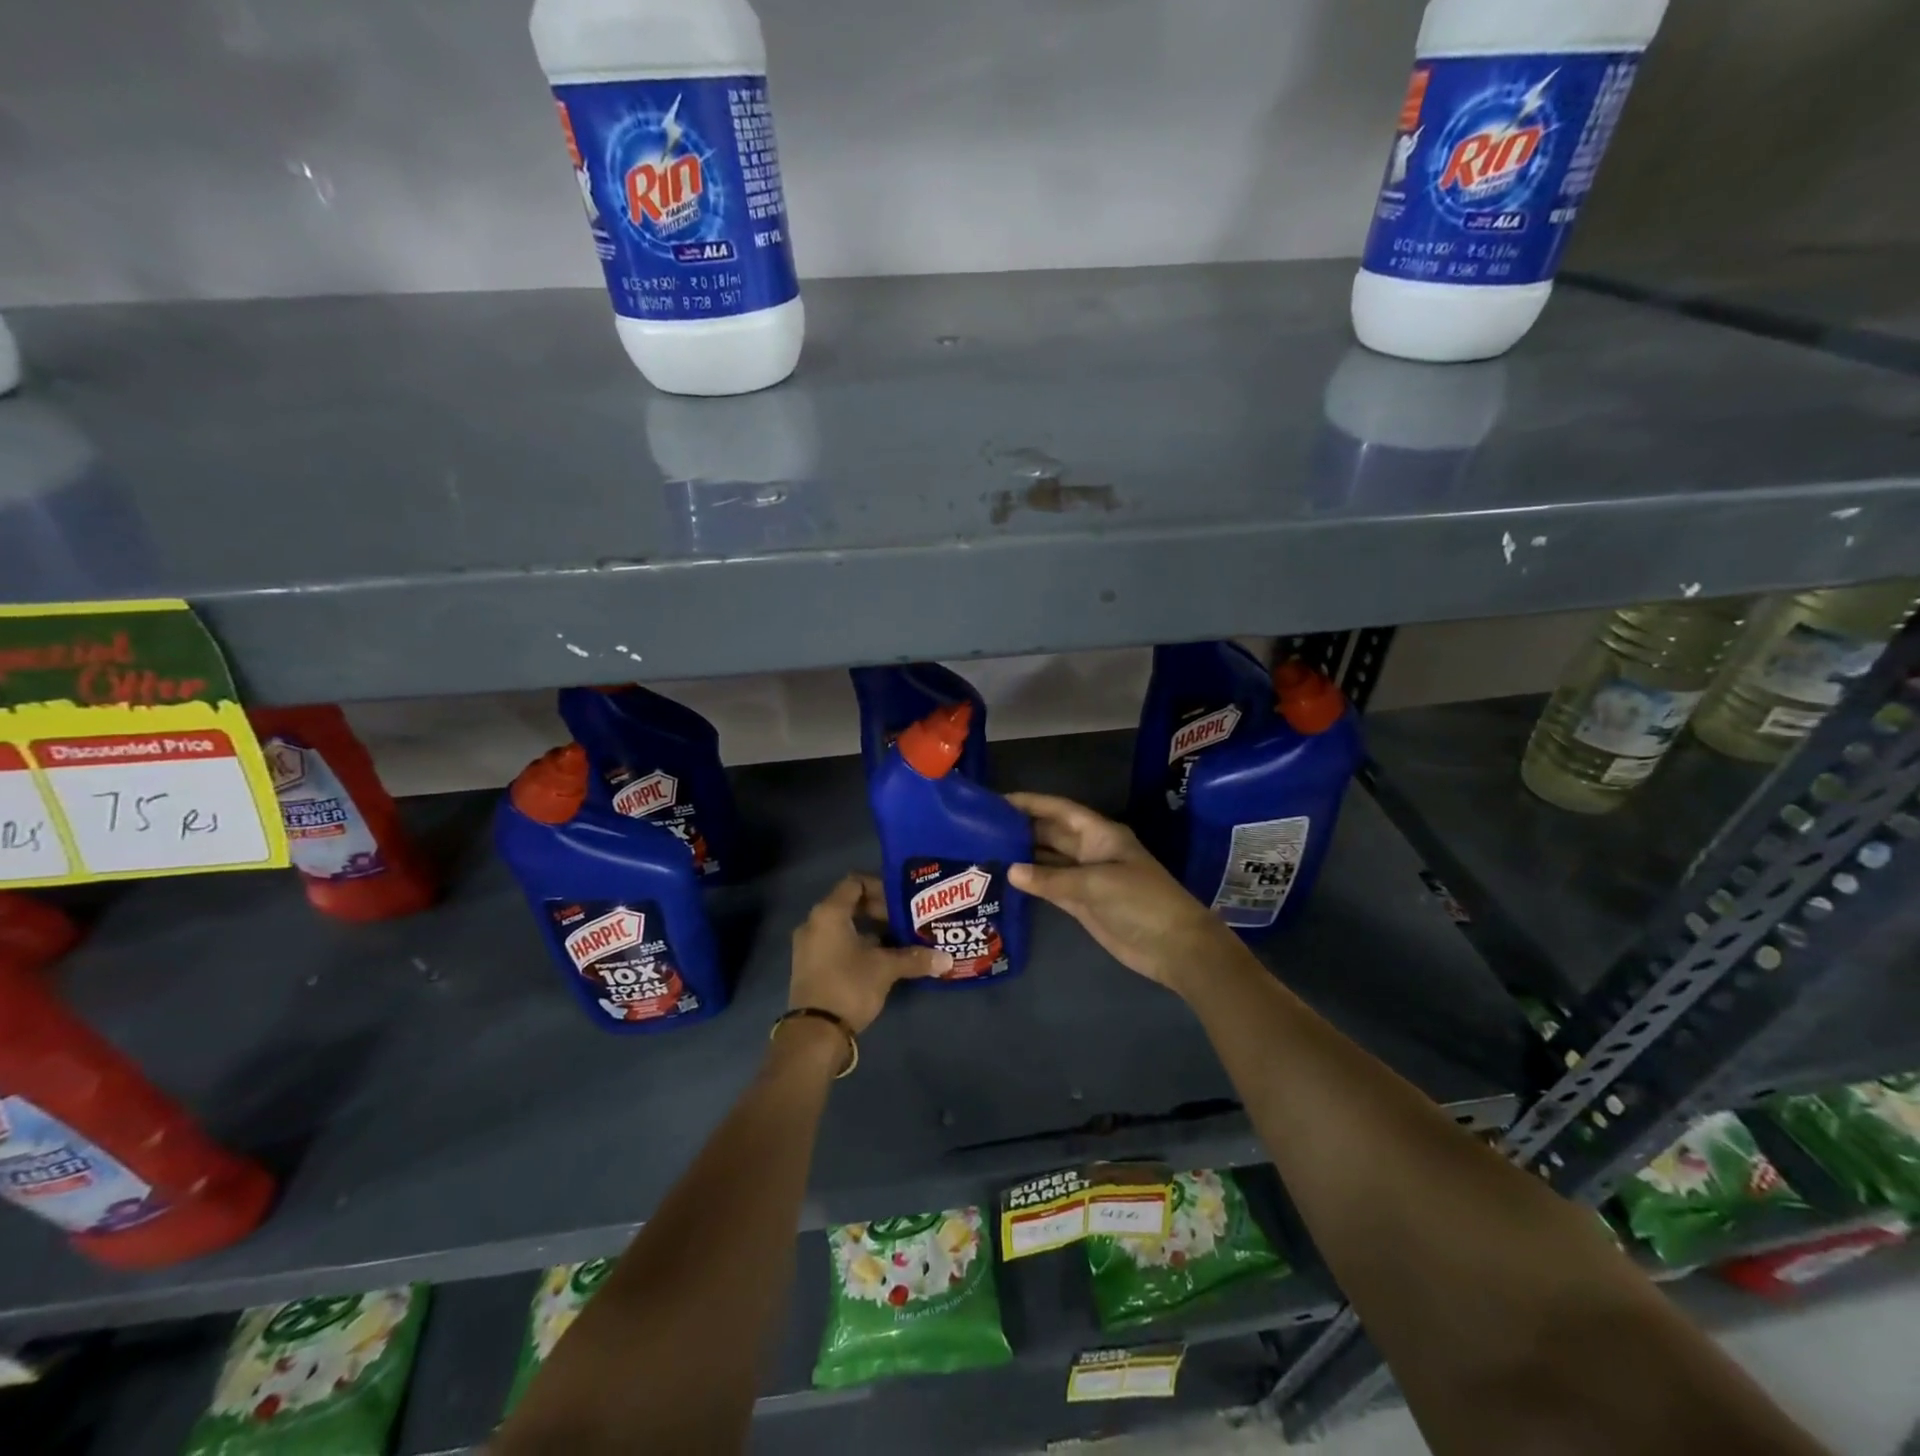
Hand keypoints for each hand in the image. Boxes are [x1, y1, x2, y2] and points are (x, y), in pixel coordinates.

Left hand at [789, 874, 949, 1032]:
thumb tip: (947, 958)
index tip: (902, 899)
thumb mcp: (886, 969)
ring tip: (898, 940)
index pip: (855, 882)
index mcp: (829, 913)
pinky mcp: (810, 966)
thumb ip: (915, 958)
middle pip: (849, 903)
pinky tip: (881, 959)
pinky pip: (836, 943)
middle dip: (879, 910)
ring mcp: (809, 946)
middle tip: (904, 920)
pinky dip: (857, 944)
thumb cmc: (849, 986)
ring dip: (870, 929)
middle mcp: (814, 923)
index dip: (880, 886)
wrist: (814, 1034)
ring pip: (843, 926)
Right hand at [1007, 793, 1238, 993]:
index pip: (1059, 810)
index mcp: (1100, 834)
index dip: (1031, 803)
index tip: (998, 801)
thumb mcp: (1096, 884)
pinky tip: (1007, 879)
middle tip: (981, 828)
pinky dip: (1032, 883)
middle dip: (1021, 829)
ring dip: (1023, 856)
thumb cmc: (1141, 902)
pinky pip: (1051, 886)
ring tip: (986, 851)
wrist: (1173, 946)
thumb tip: (1010, 871)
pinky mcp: (1082, 903)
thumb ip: (1051, 879)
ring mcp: (1085, 877)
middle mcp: (1090, 850)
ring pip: (1048, 860)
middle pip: (1051, 834)